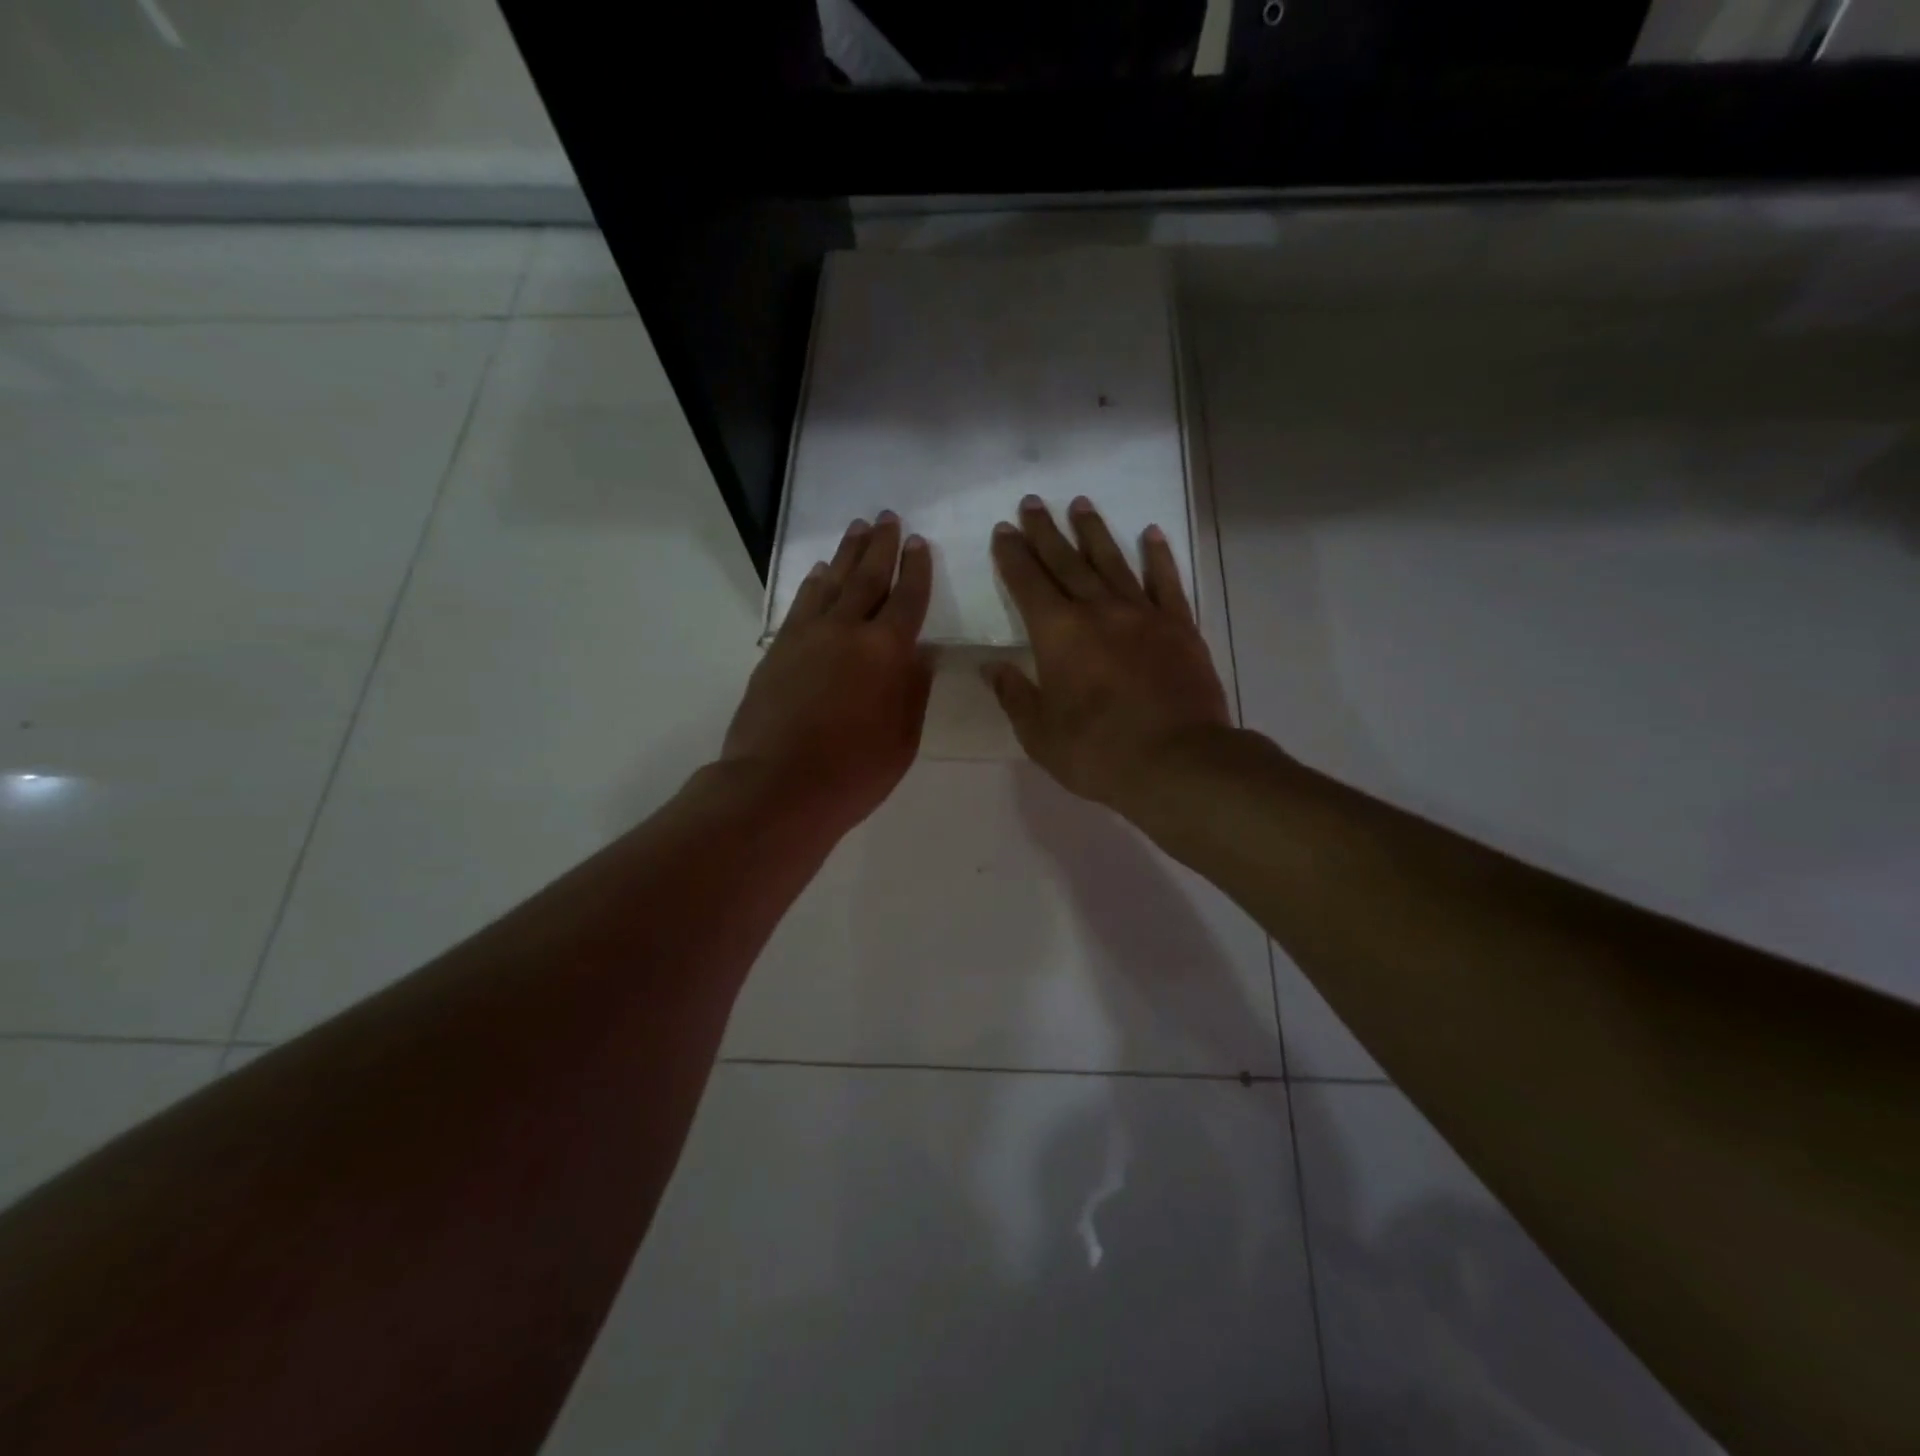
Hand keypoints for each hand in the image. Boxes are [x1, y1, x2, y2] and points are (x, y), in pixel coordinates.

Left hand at [722, 512, 933, 834]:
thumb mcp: (903, 739)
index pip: (908, 599)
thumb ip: (914, 690)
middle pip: (868, 577)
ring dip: (845, 554)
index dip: (916, 569)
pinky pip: (801, 604)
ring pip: (831, 582)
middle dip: (880, 545)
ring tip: (856, 529)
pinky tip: (819, 573)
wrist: (777, 787)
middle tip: (887, 516)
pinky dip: (813, 584)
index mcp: (887, 652)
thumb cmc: (853, 773)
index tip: (918, 542)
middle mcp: (847, 631)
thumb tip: (920, 655)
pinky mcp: (779, 649)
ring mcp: (808, 637)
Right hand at [986, 496, 1229, 812]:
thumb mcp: (1040, 734)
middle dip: (1046, 532)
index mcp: (1058, 634)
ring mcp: (1143, 614)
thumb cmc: (1098, 753)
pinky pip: (1167, 582)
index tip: (1003, 531)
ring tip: (1080, 504)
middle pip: (1066, 562)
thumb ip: (1014, 696)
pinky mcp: (1179, 627)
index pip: (1028, 583)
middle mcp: (1098, 611)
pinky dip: (1158, 556)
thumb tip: (991, 667)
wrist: (1178, 762)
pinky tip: (1151, 534)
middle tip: (1032, 503)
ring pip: (1113, 562)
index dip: (1012, 556)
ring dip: (1094, 532)